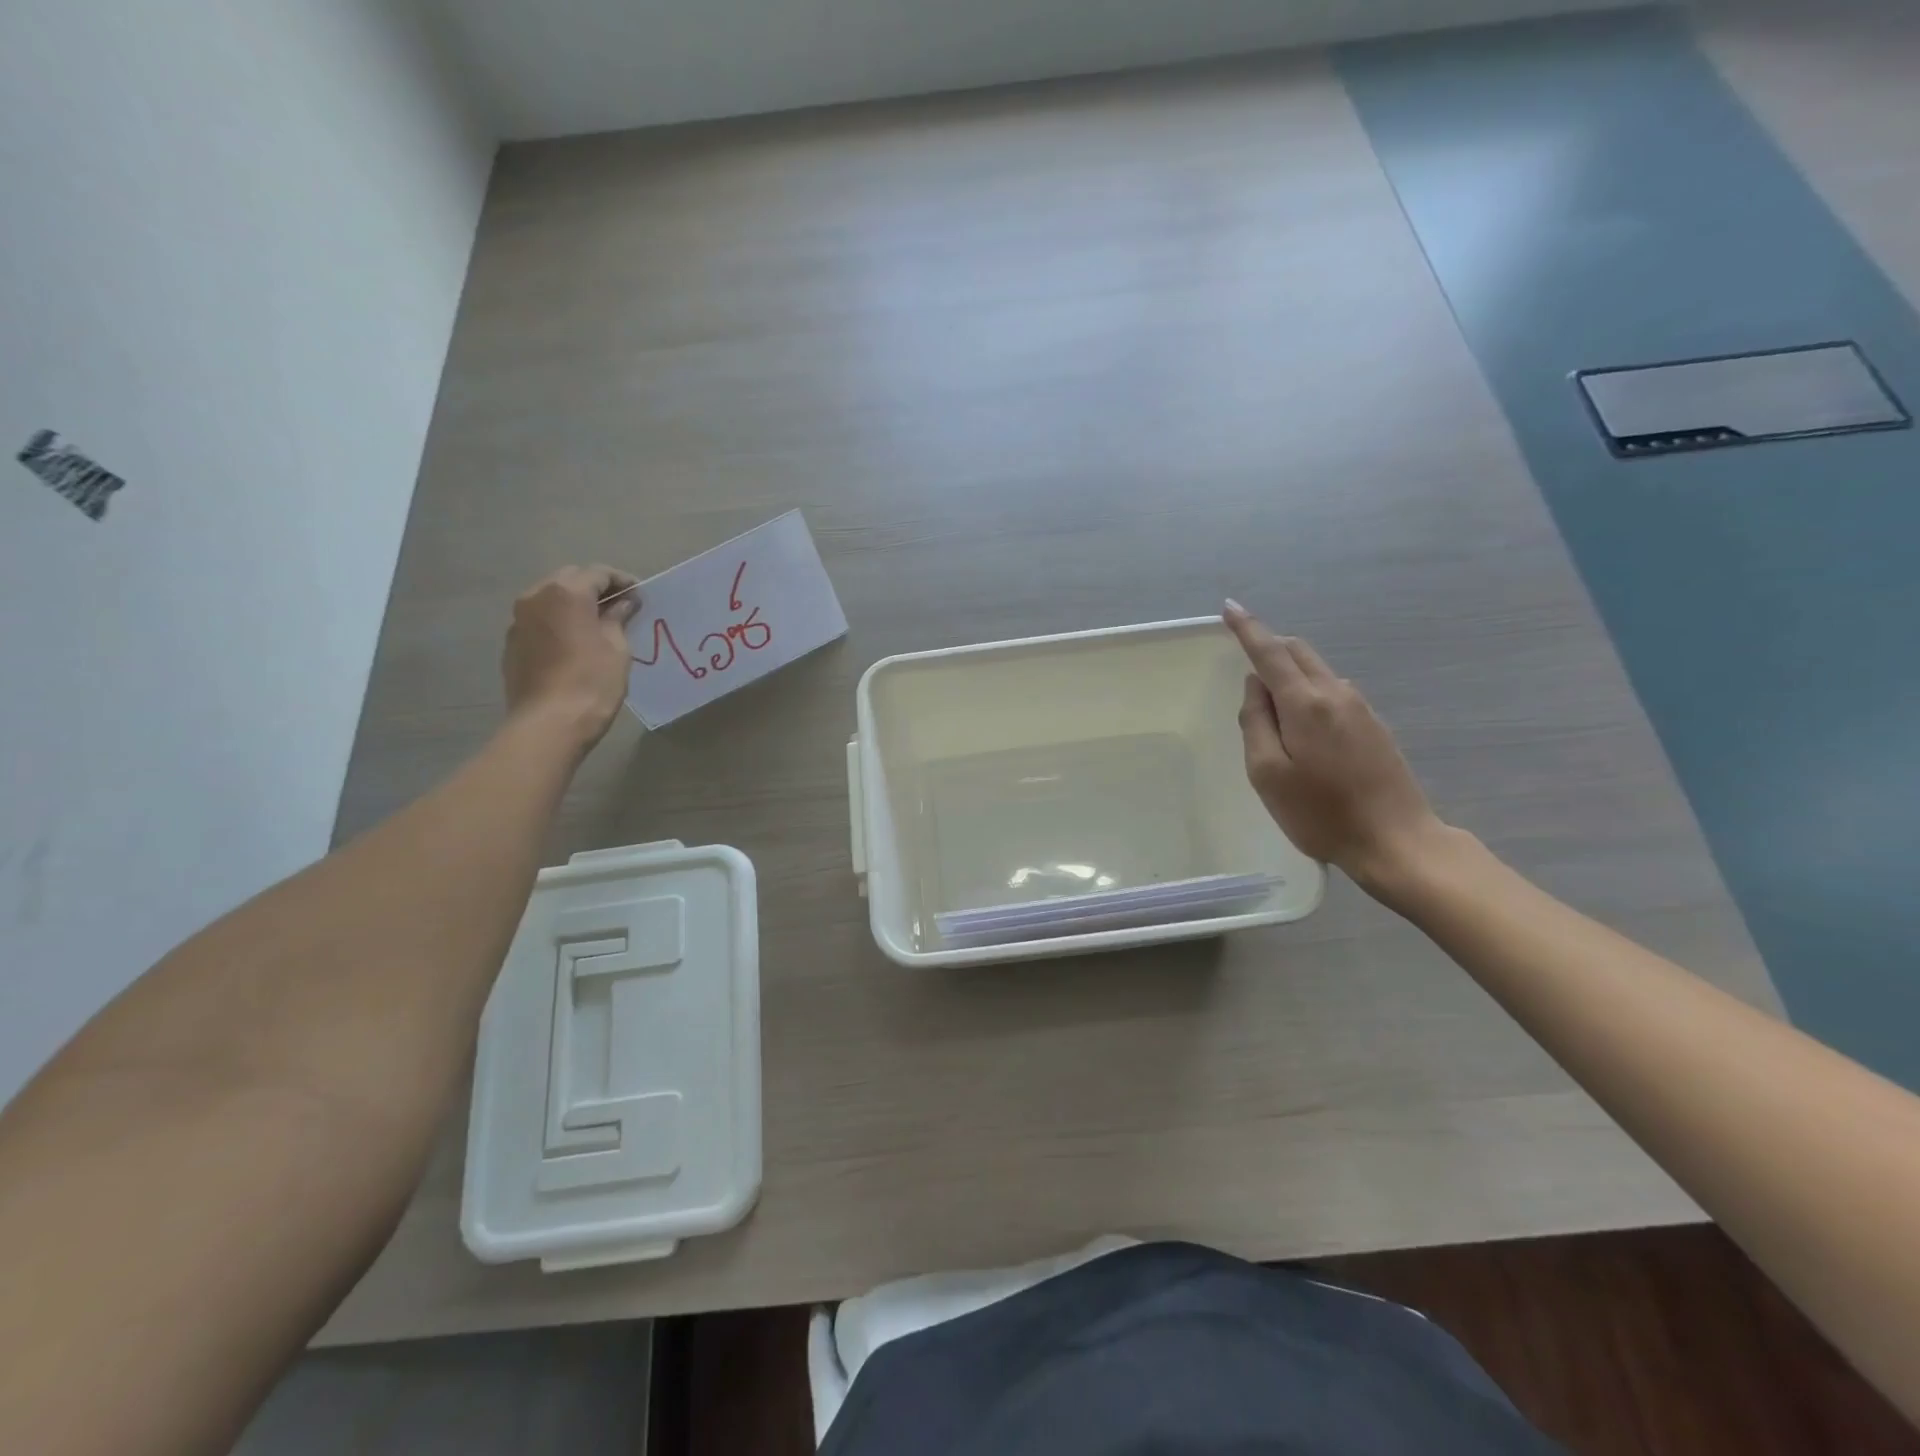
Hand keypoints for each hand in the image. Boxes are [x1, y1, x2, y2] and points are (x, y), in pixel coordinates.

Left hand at [502, 565, 640, 749]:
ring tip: (598, 624)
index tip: (641, 595)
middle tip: (620, 606)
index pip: (598, 573)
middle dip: (595, 588)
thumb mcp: (617, 648)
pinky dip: (559, 622)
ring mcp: (519, 620)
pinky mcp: (512, 643)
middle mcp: (536, 597)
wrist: (549, 723)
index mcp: (567, 593)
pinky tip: (575, 642)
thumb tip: (622, 605)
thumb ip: (618, 619)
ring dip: (574, 604)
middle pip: (570, 579)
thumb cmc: (592, 682)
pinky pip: (540, 621)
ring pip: (551, 598)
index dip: (622, 581)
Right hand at [1223, 600, 1448, 891]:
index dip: (1248, 629)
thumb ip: (1255, 722)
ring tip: (1273, 716)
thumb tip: (1255, 686)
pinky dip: (1309, 693)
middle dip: (1270, 647)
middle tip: (1245, 667)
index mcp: (1306, 703)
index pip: (1271, 652)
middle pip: (1299, 652)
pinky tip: (1303, 730)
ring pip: (1317, 671)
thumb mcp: (1267, 773)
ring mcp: (1361, 708)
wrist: (1395, 841)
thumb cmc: (1320, 813)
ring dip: (1290, 674)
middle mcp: (1336, 694)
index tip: (1230, 608)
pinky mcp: (1374, 726)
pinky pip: (1332, 692)